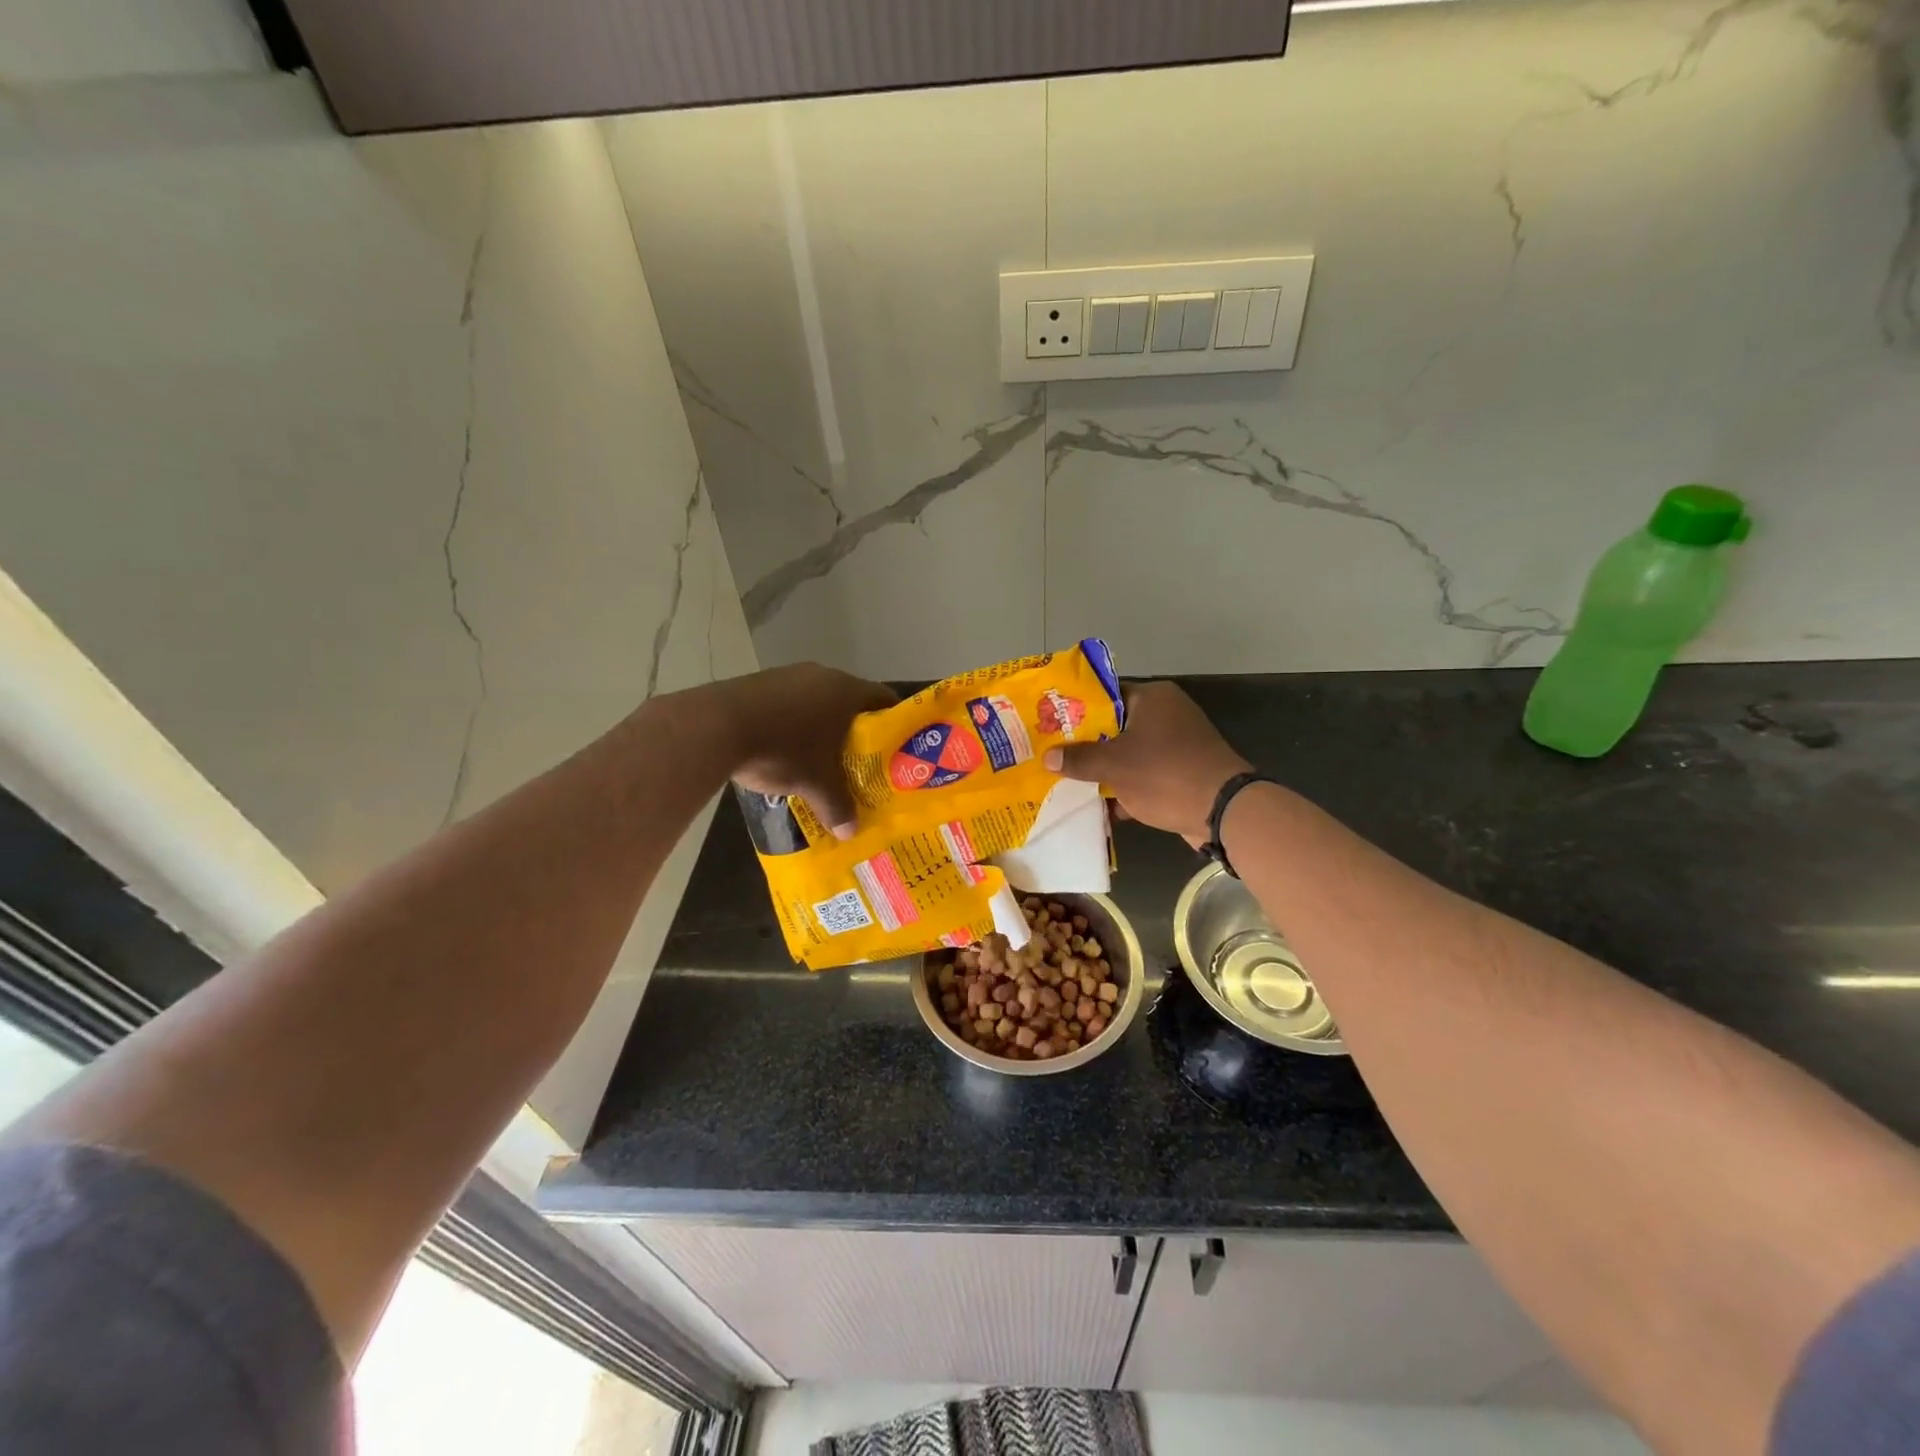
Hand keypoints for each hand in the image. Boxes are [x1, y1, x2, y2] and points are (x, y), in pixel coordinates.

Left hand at [713, 664, 895, 835]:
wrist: (716, 726)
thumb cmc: (783, 748)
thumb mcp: (815, 783)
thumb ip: (837, 806)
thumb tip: (850, 833)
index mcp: (846, 691)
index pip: (885, 700)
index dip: (894, 723)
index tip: (896, 748)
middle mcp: (823, 675)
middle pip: (851, 701)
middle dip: (857, 731)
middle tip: (862, 760)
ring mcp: (788, 675)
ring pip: (818, 701)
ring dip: (822, 725)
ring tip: (822, 757)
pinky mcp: (760, 682)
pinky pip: (789, 702)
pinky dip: (794, 722)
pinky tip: (786, 747)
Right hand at [1043, 681, 1249, 846]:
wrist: (1224, 812)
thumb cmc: (1165, 774)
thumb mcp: (1114, 766)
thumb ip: (1079, 759)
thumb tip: (1047, 757)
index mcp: (1152, 698)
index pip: (1104, 694)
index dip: (1074, 709)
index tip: (1050, 725)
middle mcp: (1166, 714)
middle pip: (1114, 726)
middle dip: (1085, 745)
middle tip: (1054, 756)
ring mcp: (1177, 744)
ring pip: (1128, 753)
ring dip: (1104, 770)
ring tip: (1069, 782)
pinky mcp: (1183, 771)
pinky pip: (1145, 775)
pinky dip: (1126, 788)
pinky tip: (1102, 808)